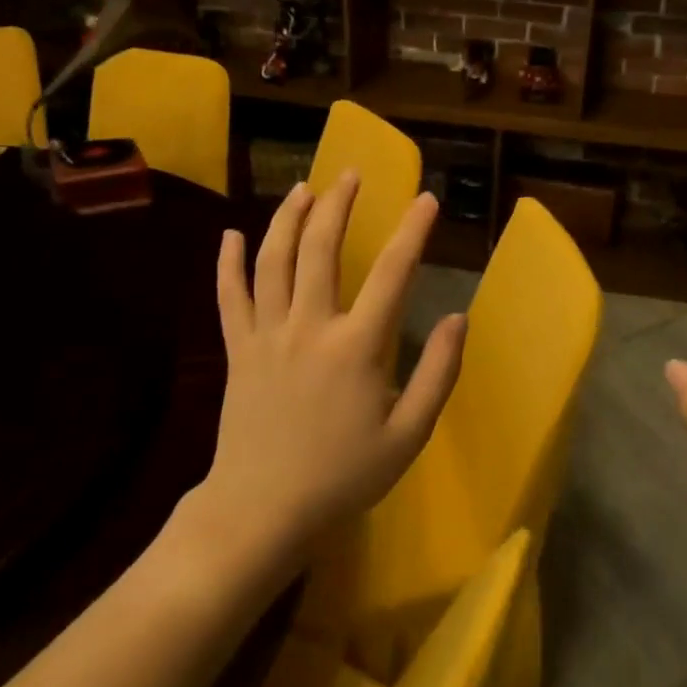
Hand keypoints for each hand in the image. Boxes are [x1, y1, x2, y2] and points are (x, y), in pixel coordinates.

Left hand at [196, 174, 465, 568]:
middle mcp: (310, 327)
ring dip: (289, 218)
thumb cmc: (342, 477)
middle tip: (351, 174)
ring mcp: (267, 335)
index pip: (393, 273)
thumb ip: (438, 374)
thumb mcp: (408, 435)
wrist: (261, 512)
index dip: (413, 231)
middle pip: (321, 249)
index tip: (426, 199)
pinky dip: (227, 262)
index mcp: (356, 346)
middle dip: (338, 204)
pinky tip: (230, 233)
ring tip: (305, 189)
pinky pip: (228, 296)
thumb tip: (459, 318)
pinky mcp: (238, 350)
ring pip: (273, 261)